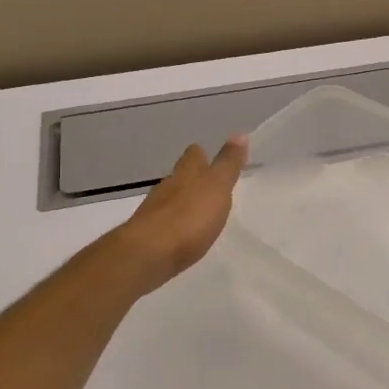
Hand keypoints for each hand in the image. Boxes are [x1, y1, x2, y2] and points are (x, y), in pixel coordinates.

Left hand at [113, 136, 247, 290]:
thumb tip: (239, 134)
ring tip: (198, 210)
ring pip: (170, 198)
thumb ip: (228, 164)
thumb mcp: (217, 186)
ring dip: (183, 201)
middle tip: (208, 184)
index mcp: (186, 172)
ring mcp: (154, 210)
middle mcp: (167, 186)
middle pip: (180, 175)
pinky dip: (175, 223)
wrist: (148, 254)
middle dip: (192, 177)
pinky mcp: (149, 234)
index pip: (194, 154)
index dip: (202, 154)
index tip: (210, 156)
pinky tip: (183, 233)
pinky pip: (165, 222)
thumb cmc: (189, 216)